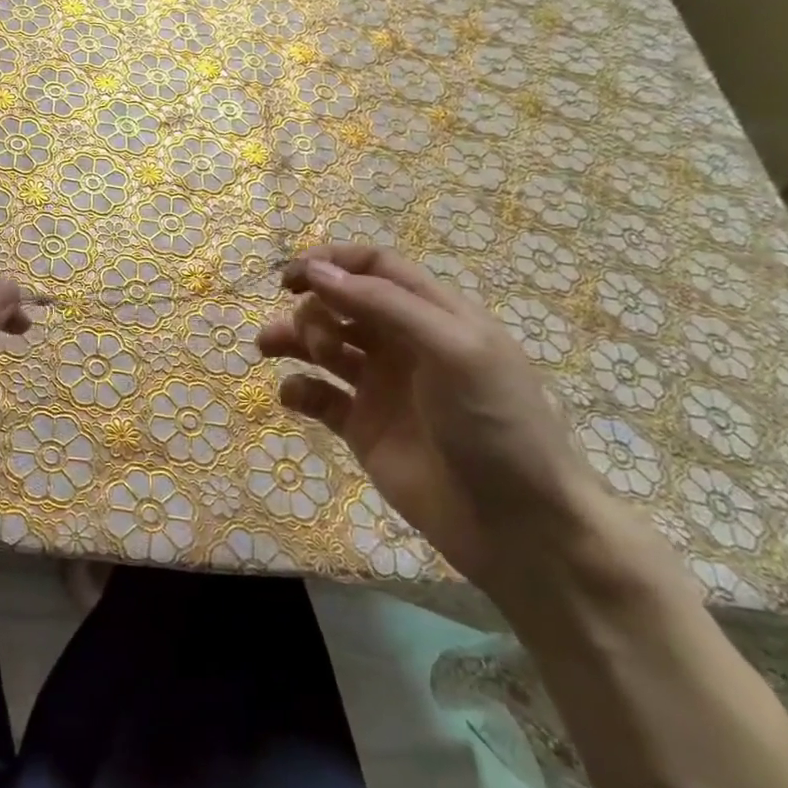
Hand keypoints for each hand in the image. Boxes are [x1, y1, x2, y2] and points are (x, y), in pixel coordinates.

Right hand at [259, 243, 643, 612]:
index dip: (333, 261)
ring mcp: (381, 387)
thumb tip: (316, 270)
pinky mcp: (363, 428)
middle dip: (312, 307)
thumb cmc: (495, 424)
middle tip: (307, 335)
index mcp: (435, 316)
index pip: (376, 268)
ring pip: (323, 345)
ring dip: (293, 338)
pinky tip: (293, 395)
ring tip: (268, 347)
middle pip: (342, 304)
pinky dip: (298, 388)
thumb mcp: (453, 350)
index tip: (290, 275)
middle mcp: (404, 344)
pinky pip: (318, 396)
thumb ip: (384, 306)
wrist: (519, 526)